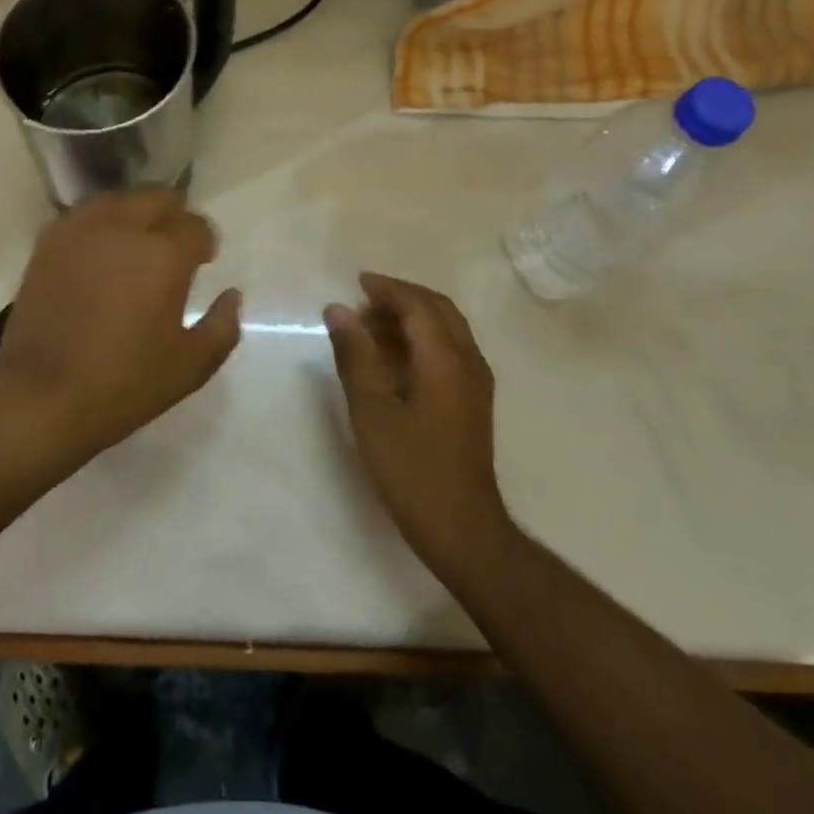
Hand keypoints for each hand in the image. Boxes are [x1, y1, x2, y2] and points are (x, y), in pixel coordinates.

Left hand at [0, 188, 241, 460]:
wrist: (40, 397)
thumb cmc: (123, 384)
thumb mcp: (190, 367)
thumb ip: (222, 326)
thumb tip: (231, 294)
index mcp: (164, 253)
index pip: (196, 225)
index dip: (204, 243)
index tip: (202, 262)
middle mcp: (124, 228)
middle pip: (158, 197)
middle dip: (173, 216)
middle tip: (172, 248)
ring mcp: (81, 230)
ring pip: (118, 199)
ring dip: (135, 213)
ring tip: (135, 243)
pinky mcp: (49, 242)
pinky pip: (83, 215)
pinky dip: (99, 224)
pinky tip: (100, 251)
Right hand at [324, 273, 514, 579]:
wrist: (463, 530)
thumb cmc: (412, 469)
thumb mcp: (372, 410)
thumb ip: (354, 355)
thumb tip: (338, 309)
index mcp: (446, 358)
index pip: (417, 304)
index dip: (387, 289)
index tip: (356, 283)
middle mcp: (468, 361)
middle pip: (438, 309)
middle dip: (401, 298)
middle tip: (364, 301)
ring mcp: (476, 382)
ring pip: (446, 329)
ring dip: (411, 318)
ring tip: (370, 328)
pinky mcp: (474, 401)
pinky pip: (449, 349)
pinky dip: (421, 339)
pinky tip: (393, 359)